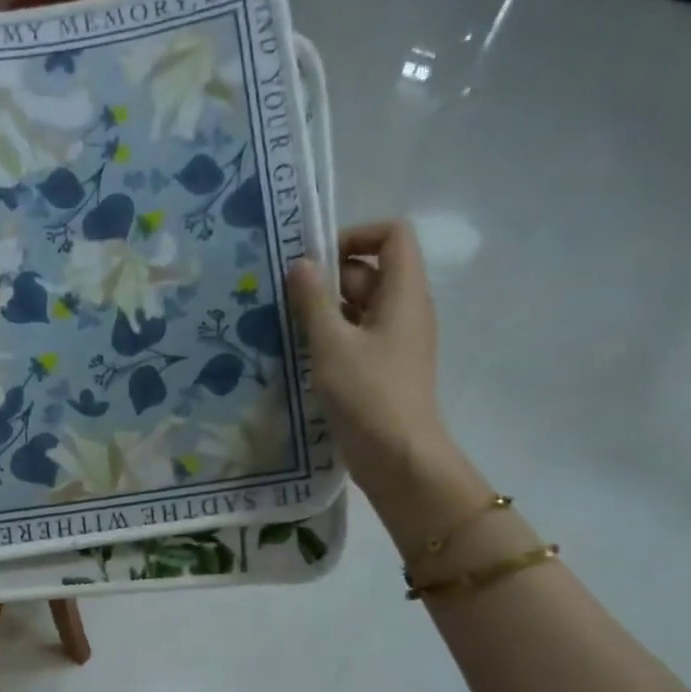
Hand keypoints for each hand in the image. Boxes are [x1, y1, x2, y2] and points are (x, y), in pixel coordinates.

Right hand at [287, 220, 448, 494]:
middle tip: (286, 297)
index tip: (317, 259)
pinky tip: (300, 354)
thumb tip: (302, 264)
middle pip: (371, 271)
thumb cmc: (367, 394)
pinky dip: (331, 337)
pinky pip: (357, 337)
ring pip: (360, 307)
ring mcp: (395, 341)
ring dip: (325, 310)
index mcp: (403, 293)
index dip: (356, 235)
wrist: (397, 456)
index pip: (393, 235)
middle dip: (329, 277)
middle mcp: (405, 310)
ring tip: (285, 326)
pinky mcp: (383, 369)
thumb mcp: (331, 344)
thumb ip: (314, 300)